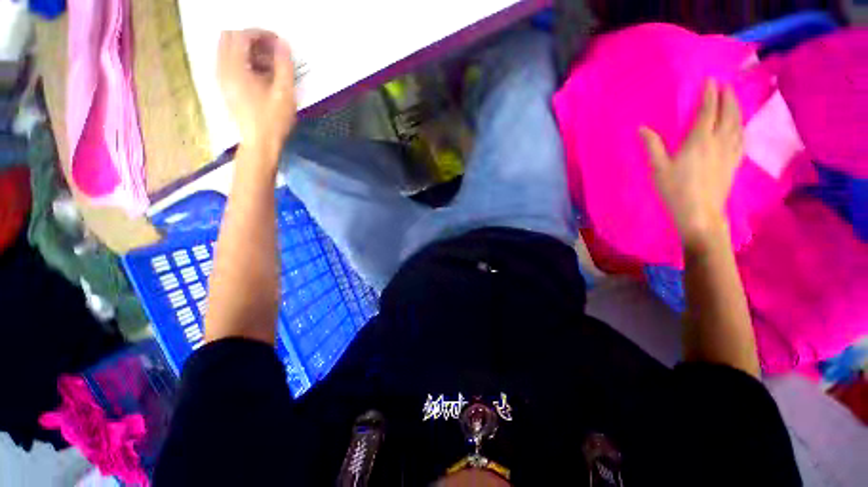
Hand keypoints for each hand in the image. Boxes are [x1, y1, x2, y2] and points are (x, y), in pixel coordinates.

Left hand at [217, 29, 296, 161]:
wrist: (260, 143)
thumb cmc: (273, 120)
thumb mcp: (284, 93)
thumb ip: (284, 65)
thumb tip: (283, 43)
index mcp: (235, 68)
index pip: (241, 35)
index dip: (260, 33)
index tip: (278, 42)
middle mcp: (223, 69)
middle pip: (229, 38)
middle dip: (251, 38)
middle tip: (271, 50)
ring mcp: (222, 78)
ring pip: (227, 49)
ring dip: (247, 49)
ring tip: (268, 63)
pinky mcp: (225, 87)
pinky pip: (228, 62)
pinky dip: (243, 60)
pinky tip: (260, 73)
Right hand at [640, 79, 743, 246]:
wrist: (700, 213)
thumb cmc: (676, 190)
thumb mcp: (658, 169)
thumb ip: (653, 146)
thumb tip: (642, 128)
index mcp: (699, 141)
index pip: (707, 111)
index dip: (709, 95)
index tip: (710, 80)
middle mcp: (718, 142)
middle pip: (727, 114)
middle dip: (727, 97)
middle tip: (725, 85)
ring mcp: (729, 152)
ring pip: (737, 125)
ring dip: (736, 109)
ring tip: (733, 100)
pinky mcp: (733, 163)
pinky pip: (740, 139)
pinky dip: (740, 127)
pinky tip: (739, 126)